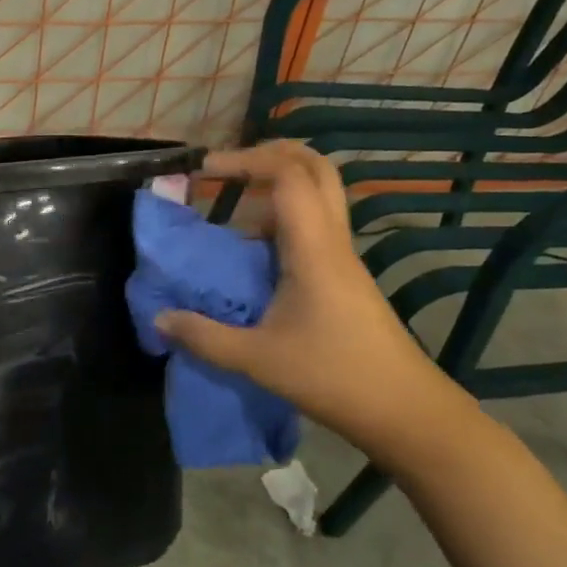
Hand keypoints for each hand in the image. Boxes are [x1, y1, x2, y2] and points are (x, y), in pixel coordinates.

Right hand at [154, 142, 449, 447]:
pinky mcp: (344, 276)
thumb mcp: (258, 360)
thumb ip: (204, 337)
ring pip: (317, 195)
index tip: (204, 170)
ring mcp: (342, 257)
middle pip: (315, 168)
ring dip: (275, 187)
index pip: (287, 174)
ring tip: (231, 206)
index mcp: (313, 248)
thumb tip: (159, 318)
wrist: (406, 412)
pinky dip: (282, 218)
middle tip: (227, 168)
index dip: (245, 159)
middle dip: (269, 154)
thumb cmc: (335, 378)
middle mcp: (331, 241)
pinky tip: (252, 252)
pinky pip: (314, 226)